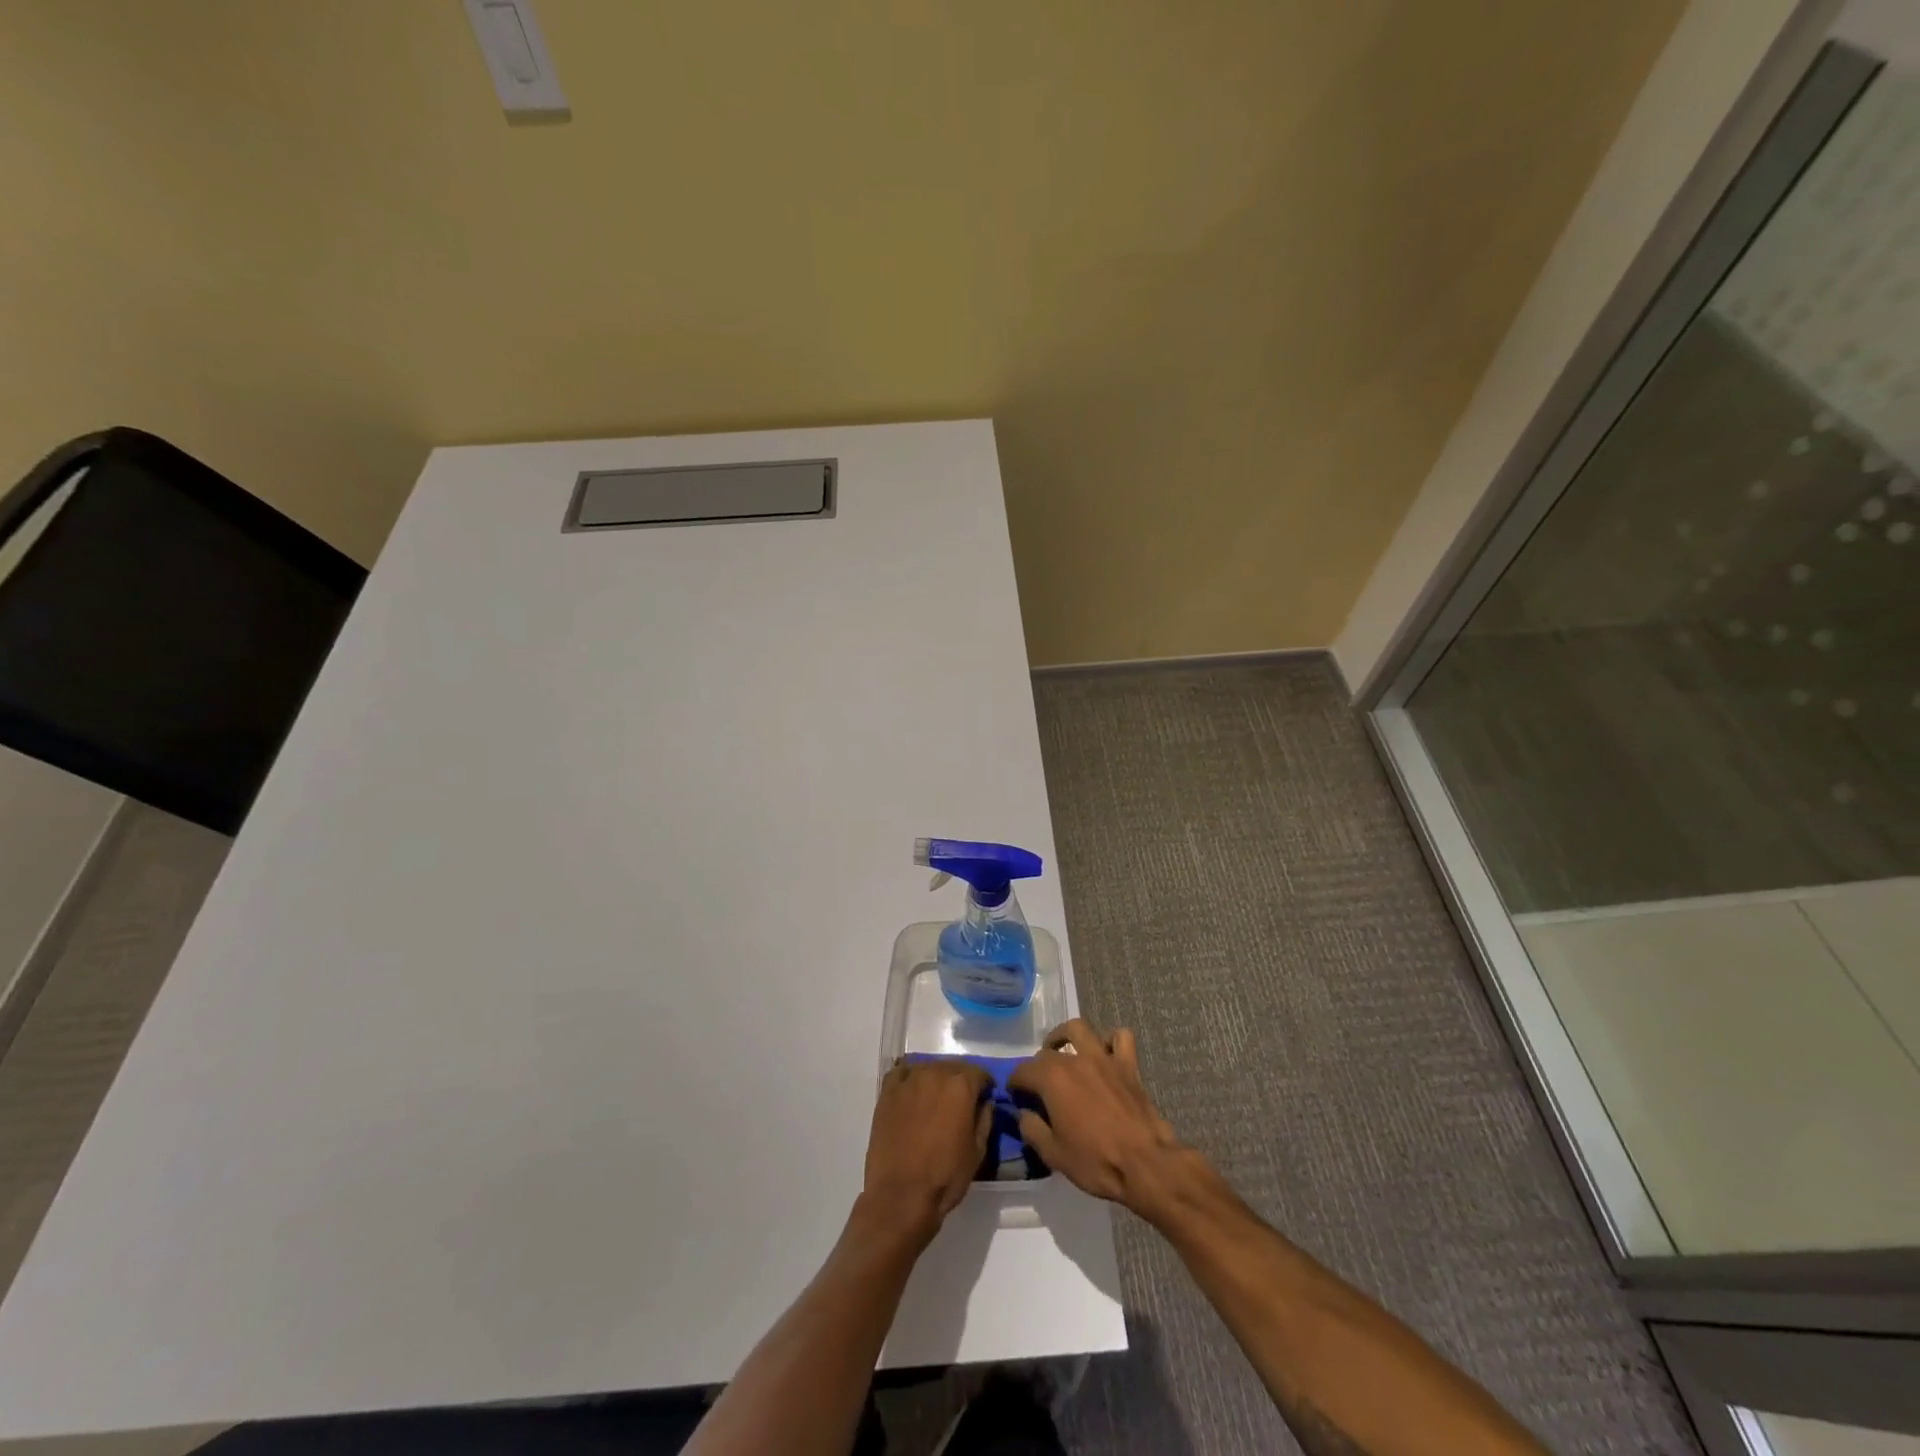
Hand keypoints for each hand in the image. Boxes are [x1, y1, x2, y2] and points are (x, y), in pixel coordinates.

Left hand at [859, 1058, 991, 1242]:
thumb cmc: (945, 1176)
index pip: (979, 1073)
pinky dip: (910, 1079)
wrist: (900, 1195)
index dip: (984, 1086)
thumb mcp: (978, 1152)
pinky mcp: (888, 1091)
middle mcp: (935, 1073)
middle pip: (953, 1067)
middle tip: (959, 1102)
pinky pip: (902, 1073)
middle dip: (960, 1081)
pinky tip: (912, 1094)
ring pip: (928, 1067)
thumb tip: (986, 1102)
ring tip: (935, 1100)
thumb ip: (985, 1119)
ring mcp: (909, 1080)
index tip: (983, 1098)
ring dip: (936, 1079)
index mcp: (961, 1086)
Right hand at [1008, 1019, 1187, 1215]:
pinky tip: (1106, 1055)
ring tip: (1064, 1050)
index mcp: (1052, 1078)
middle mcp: (1075, 1059)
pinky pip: (1120, 1038)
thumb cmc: (1096, 1161)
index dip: (1015, 1085)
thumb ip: (1032, 1129)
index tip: (1017, 1099)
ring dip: (1067, 1036)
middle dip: (1037, 1066)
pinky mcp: (1128, 1065)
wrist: (1145, 1164)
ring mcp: (1103, 1058)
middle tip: (1039, 1088)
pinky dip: (1111, 1041)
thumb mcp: (1053, 1154)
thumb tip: (1024, 1114)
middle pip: (1047, 1052)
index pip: (1022, 1071)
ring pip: (1080, 1029)